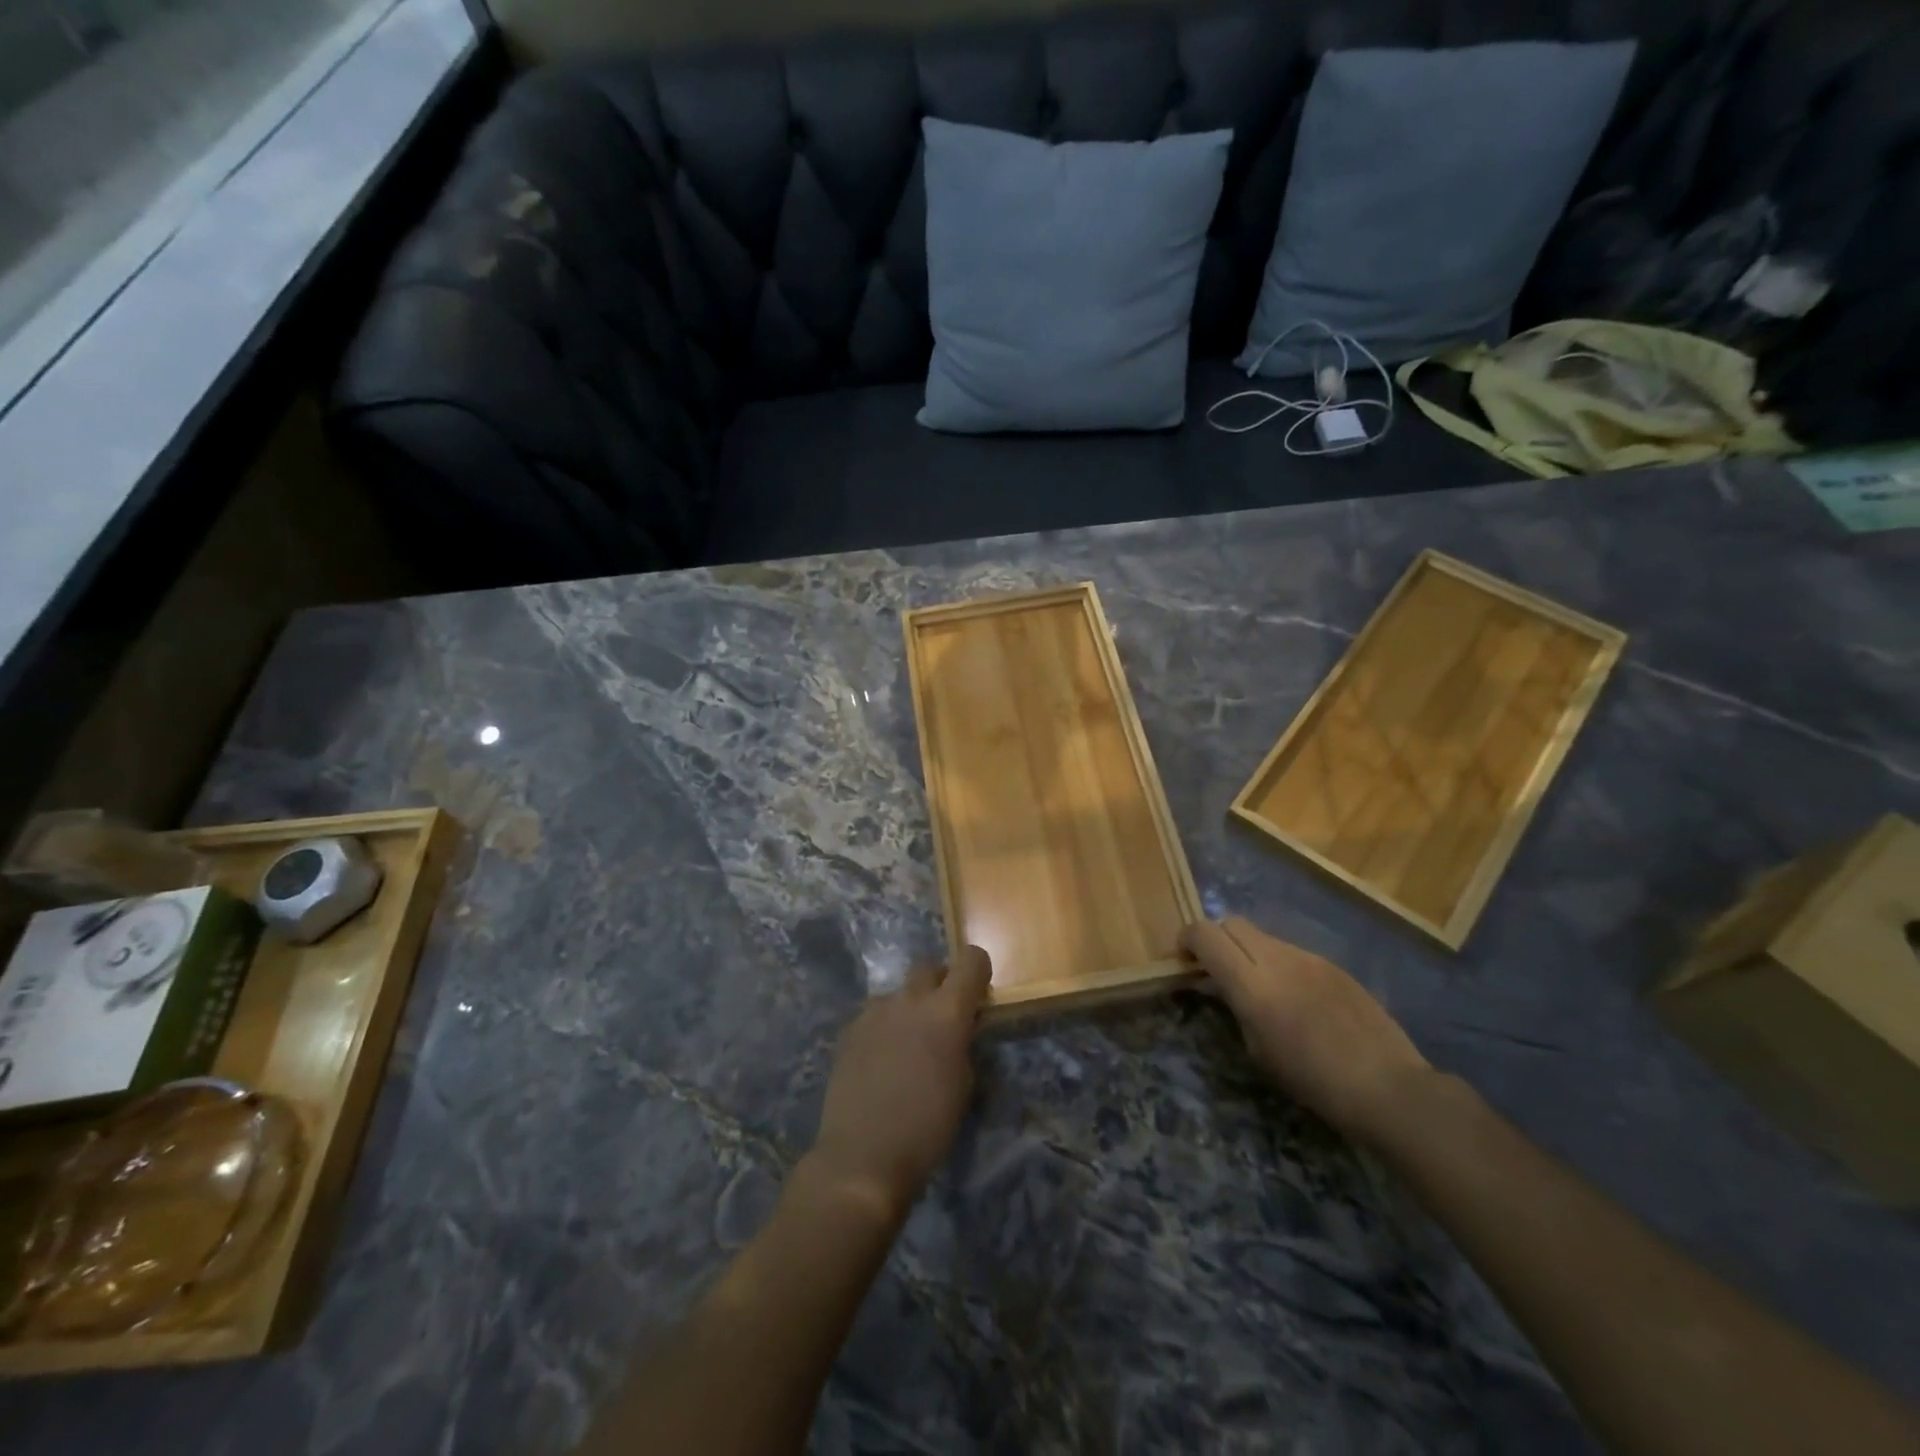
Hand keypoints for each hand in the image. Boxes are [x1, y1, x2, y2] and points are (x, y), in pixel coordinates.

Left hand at [807, 946, 991, 1221]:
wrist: (862, 1157)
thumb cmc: (927, 1128)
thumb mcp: (964, 1086)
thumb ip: (964, 1044)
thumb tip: (961, 1029)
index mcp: (946, 1011)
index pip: (971, 961)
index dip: (978, 970)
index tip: (979, 991)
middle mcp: (910, 1000)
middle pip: (928, 966)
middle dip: (940, 982)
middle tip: (943, 1014)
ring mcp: (874, 1012)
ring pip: (898, 992)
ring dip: (909, 1006)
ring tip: (908, 1042)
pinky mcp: (849, 1030)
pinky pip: (874, 1014)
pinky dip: (884, 1026)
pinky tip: (881, 1059)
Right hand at [1181, 917, 1430, 1144]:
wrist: (1388, 1087)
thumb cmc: (1313, 1081)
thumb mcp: (1257, 1051)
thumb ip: (1233, 1007)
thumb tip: (1218, 987)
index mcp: (1251, 983)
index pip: (1205, 934)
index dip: (1187, 940)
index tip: (1184, 960)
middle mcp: (1276, 958)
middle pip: (1231, 923)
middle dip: (1216, 939)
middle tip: (1215, 970)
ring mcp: (1308, 957)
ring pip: (1262, 936)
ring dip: (1248, 951)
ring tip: (1257, 987)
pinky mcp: (1332, 964)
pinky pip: (1291, 952)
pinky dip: (1277, 963)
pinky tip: (1294, 998)